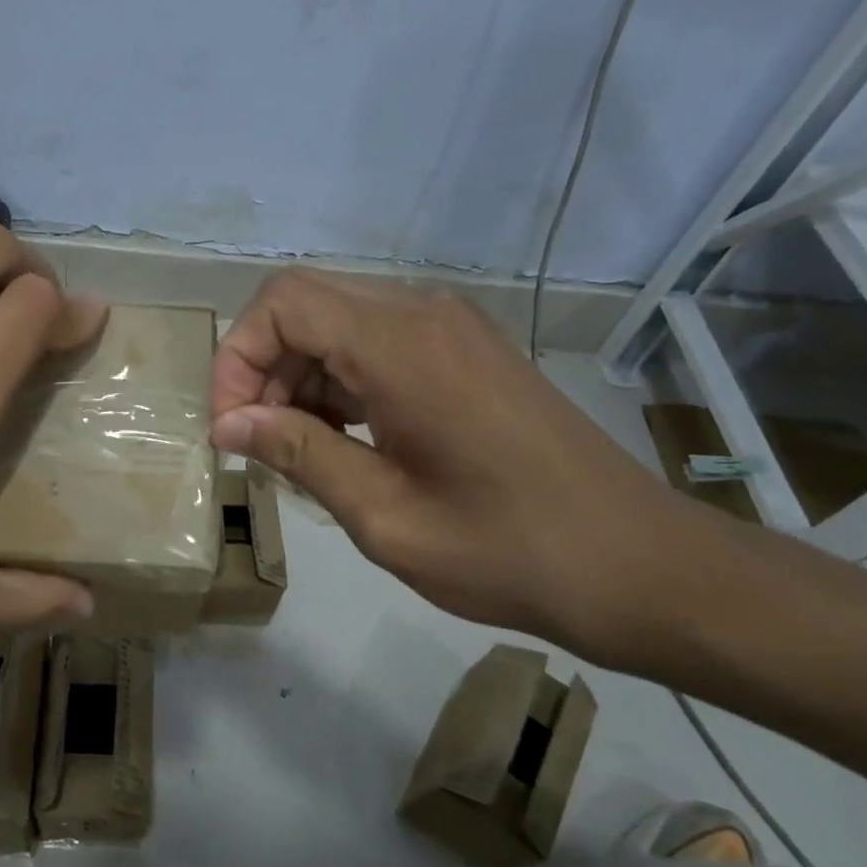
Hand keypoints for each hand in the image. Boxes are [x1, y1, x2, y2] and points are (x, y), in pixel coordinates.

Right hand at [211, 269, 715, 661]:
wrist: (638, 564)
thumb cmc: (506, 549)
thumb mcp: (383, 514)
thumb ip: (298, 453)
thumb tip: (229, 424)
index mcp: (400, 345)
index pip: (281, 304)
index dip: (237, 357)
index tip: (230, 428)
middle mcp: (423, 314)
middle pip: (304, 302)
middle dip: (262, 365)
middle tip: (255, 439)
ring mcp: (450, 327)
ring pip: (337, 320)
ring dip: (299, 373)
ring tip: (295, 446)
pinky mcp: (465, 350)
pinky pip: (376, 340)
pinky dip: (340, 378)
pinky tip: (341, 437)